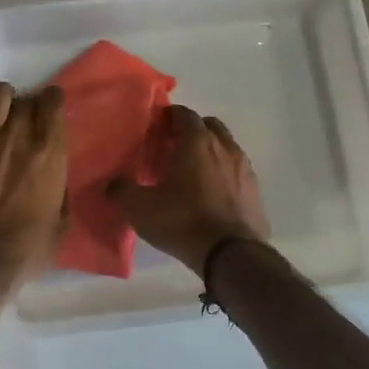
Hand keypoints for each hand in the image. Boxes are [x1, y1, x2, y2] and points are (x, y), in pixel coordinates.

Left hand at [0, 82, 68, 280]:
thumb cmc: (27, 249)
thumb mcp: (61, 223)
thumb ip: (60, 193)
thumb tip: (55, 182)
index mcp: (50, 152)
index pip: (53, 102)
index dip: (51, 103)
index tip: (49, 113)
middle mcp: (19, 135)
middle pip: (25, 99)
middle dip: (25, 107)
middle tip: (21, 124)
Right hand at [110, 106, 269, 275]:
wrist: (231, 254)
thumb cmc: (182, 221)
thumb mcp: (139, 208)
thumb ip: (121, 190)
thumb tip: (113, 183)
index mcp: (197, 142)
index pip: (184, 114)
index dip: (168, 117)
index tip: (156, 128)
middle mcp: (225, 147)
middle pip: (209, 126)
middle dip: (192, 131)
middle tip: (173, 148)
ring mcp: (245, 169)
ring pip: (226, 148)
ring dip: (211, 152)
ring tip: (192, 173)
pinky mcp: (256, 191)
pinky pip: (237, 173)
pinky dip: (224, 175)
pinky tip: (212, 195)